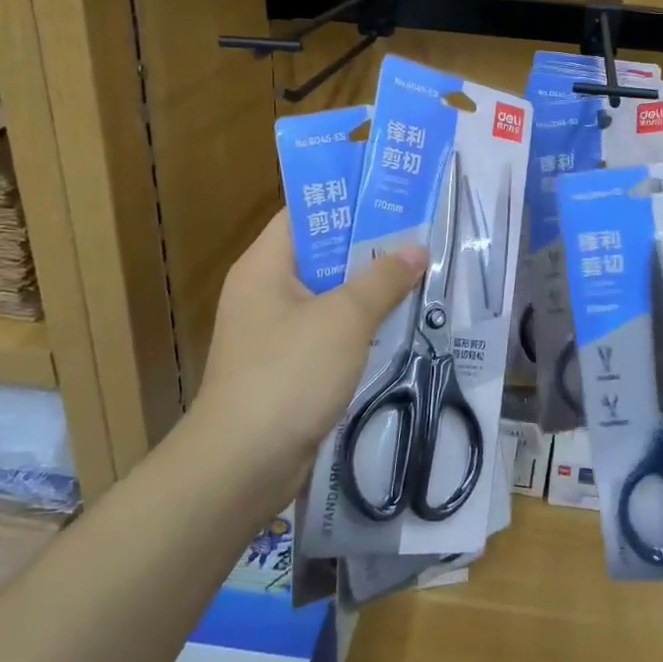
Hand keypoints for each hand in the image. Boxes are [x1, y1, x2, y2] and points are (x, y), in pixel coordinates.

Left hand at [190, 211, 426, 518]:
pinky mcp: (287, 368)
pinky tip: (397, 324)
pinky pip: (328, 332)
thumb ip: (382, 280)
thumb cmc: (289, 375)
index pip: (304, 214)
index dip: (346, 200)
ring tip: (418, 274)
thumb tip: (416, 249)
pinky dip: (359, 326)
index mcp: (264, 266)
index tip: (392, 196)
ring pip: (328, 296)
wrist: (243, 465)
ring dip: (368, 289)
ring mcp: (273, 333)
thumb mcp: (344, 319)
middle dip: (369, 246)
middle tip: (419, 235)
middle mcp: (264, 292)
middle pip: (320, 254)